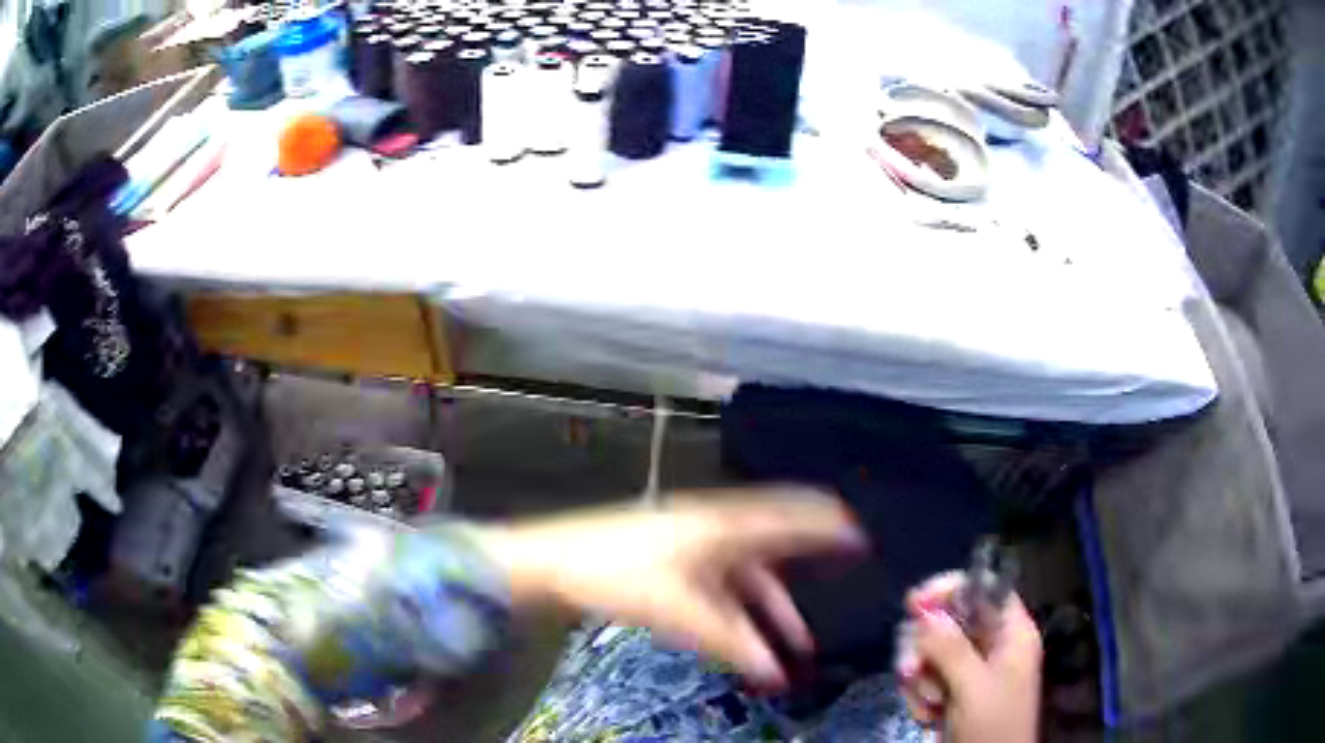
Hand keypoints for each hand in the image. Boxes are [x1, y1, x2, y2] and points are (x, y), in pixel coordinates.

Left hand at [471, 489, 865, 689]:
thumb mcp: (682, 613)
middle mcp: (714, 526)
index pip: (791, 518)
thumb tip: (776, 671)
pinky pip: (723, 582)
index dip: (828, 527)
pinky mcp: (674, 558)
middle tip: (840, 582)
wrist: (553, 563)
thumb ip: (733, 643)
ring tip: (793, 644)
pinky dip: (742, 609)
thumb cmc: (618, 576)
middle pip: (775, 543)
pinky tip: (747, 636)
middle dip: (808, 569)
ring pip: (748, 573)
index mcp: (722, 526)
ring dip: (771, 608)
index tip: (860, 538)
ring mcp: (692, 542)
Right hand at [896, 573, 1041, 742]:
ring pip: (931, 651)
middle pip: (948, 620)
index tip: (913, 605)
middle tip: (911, 672)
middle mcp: (992, 644)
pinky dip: (919, 696)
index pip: (982, 588)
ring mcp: (971, 669)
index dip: (949, 589)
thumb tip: (924, 612)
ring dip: (919, 678)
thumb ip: (951, 649)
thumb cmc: (993, 725)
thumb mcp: (974, 688)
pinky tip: (927, 716)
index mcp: (1011, 632)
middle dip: (924, 647)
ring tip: (926, 706)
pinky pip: (925, 678)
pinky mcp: (953, 691)